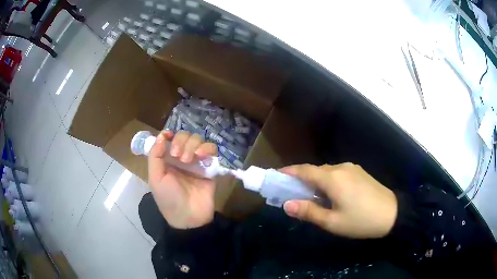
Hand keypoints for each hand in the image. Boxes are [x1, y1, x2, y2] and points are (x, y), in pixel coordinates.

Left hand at [148, 130, 217, 228]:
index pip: (169, 139)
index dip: (169, 134)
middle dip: (181, 141)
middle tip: (178, 155)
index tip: (168, 135)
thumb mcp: (155, 178)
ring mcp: (197, 162)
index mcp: (167, 160)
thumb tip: (161, 136)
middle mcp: (181, 158)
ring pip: (198, 140)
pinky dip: (207, 148)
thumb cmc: (169, 199)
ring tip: (189, 160)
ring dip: (192, 145)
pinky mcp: (210, 167)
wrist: (190, 217)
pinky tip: (201, 156)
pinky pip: (211, 149)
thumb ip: (155, 156)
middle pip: (184, 136)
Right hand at [281, 163, 396, 238]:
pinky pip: (337, 174)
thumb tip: (287, 205)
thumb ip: (309, 212)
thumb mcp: (332, 222)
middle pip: (315, 171)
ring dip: (315, 181)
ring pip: (326, 172)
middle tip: (291, 193)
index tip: (275, 176)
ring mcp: (352, 168)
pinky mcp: (359, 172)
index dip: (288, 172)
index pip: (304, 170)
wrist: (392, 214)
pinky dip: (327, 181)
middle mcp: (340, 168)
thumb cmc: (360, 220)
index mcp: (332, 178)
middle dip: (300, 179)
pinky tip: (330, 195)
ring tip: (311, 197)